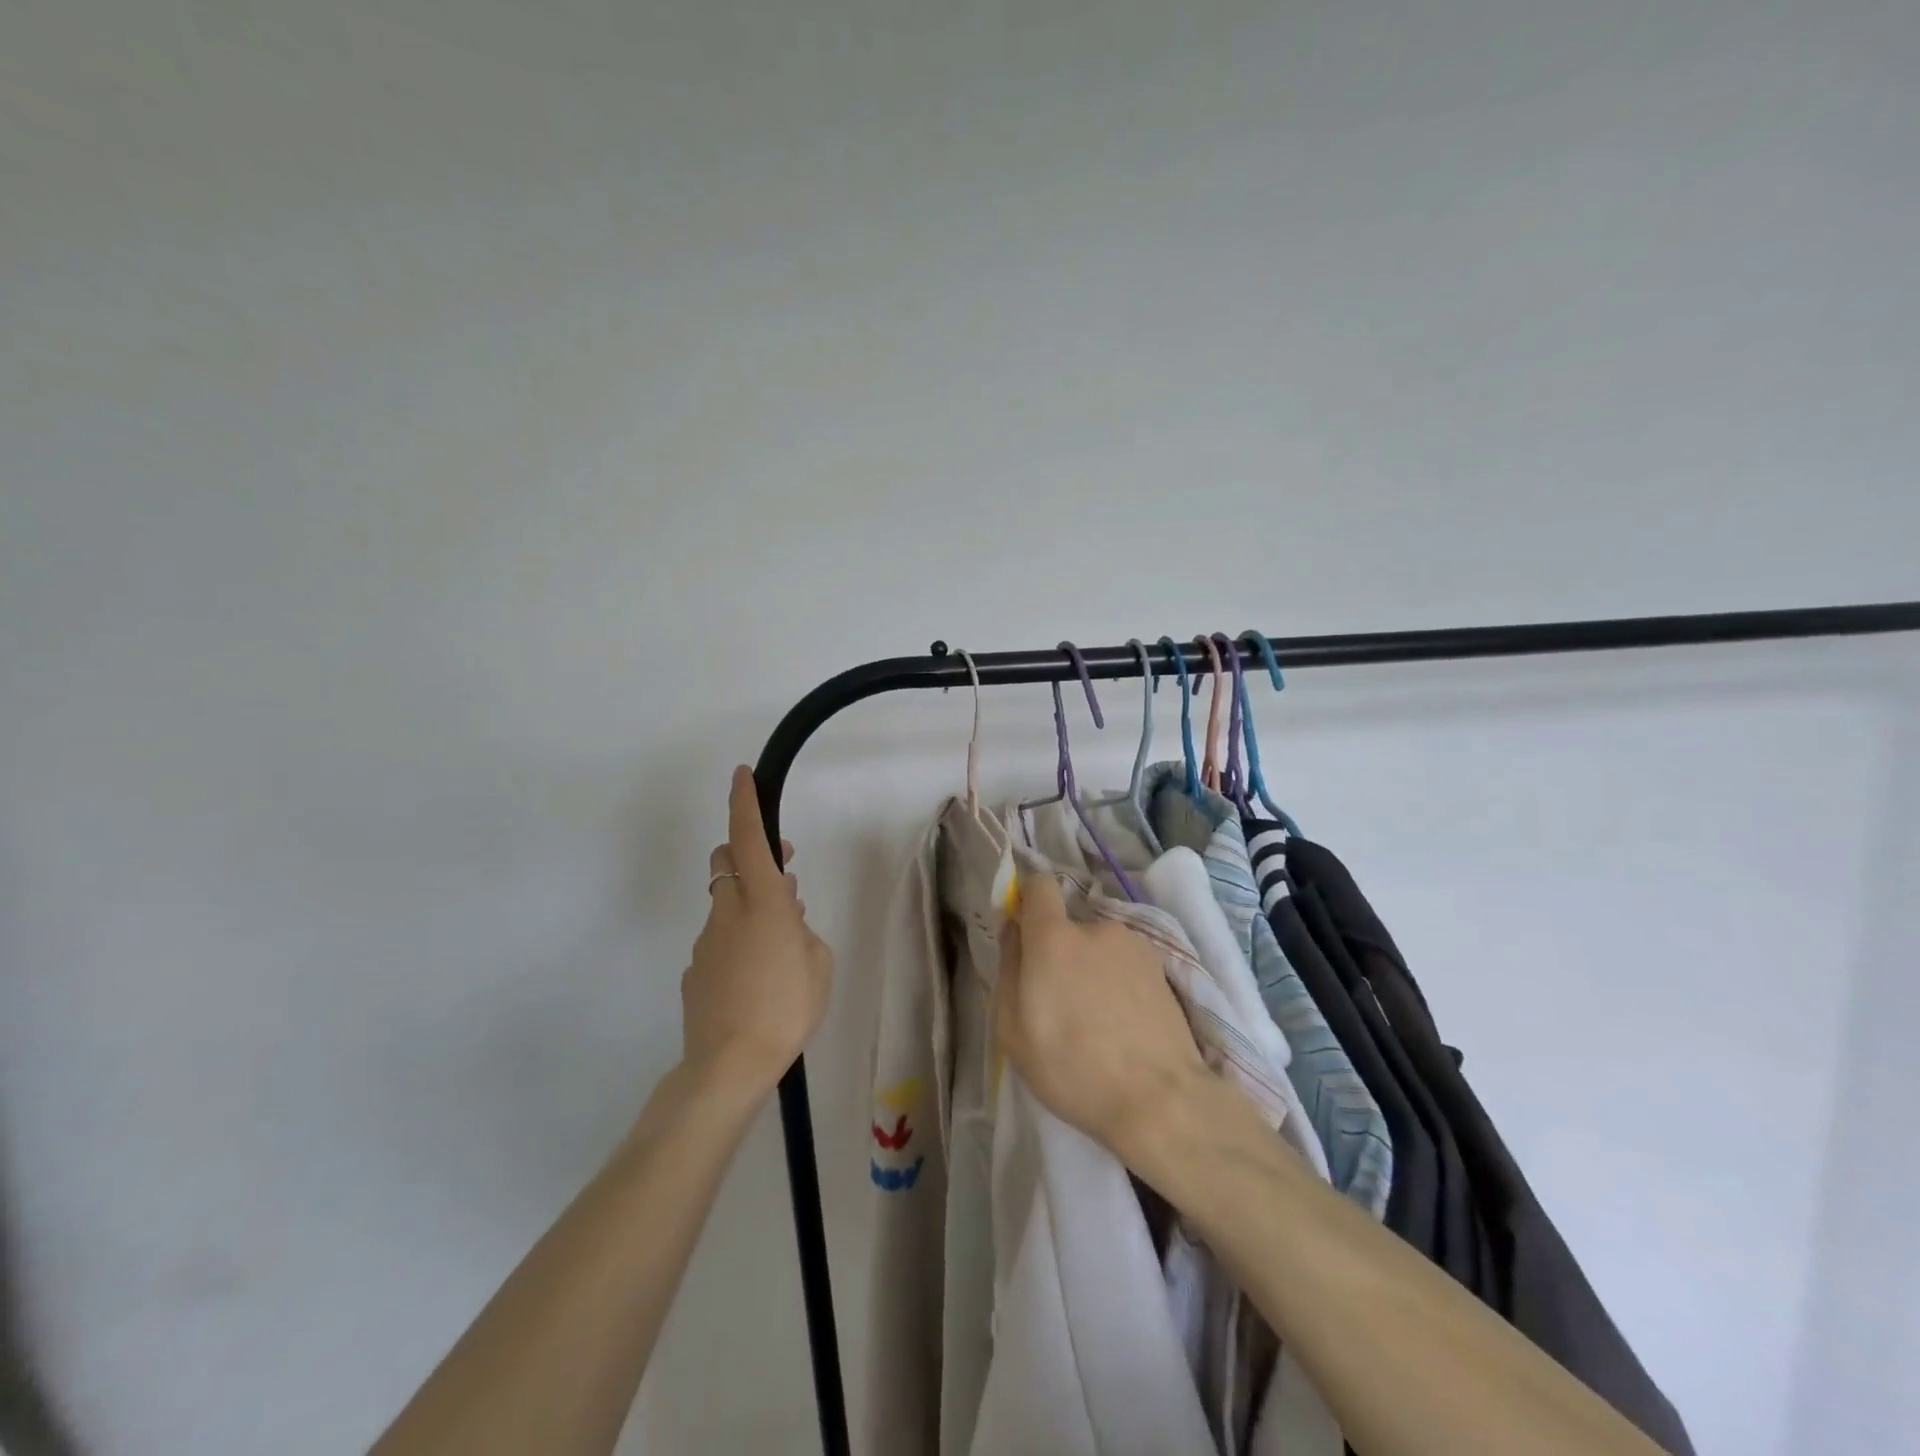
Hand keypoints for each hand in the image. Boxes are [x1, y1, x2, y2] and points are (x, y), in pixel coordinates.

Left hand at [681, 767, 833, 1098]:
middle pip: (726, 862)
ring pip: (725, 905)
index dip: (744, 803)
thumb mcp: (819, 964)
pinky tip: (754, 981)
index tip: (741, 775)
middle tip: (782, 878)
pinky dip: (736, 945)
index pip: (748, 839)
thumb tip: (784, 920)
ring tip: (777, 949)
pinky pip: (718, 942)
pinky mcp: (694, 972)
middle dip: (747, 856)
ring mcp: (705, 942)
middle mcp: (728, 913)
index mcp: (763, 903)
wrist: (730, 1066)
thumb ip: (802, 931)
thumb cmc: (788, 1007)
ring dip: (748, 908)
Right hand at [992, 871, 1210, 1157]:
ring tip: (1098, 1022)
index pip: (1039, 885)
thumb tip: (1014, 929)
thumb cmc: (1071, 1067)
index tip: (1024, 933)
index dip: (1029, 900)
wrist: (1160, 1099)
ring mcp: (1134, 946)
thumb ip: (1008, 967)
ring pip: (1099, 949)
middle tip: (1061, 1003)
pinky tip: (1124, 1025)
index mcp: (1054, 937)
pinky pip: (1125, 966)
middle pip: (1069, 927)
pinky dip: (1119, 985)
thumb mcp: (1012, 1028)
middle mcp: (1096, 928)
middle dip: (1060, 954)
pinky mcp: (1162, 969)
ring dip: (1092, 971)